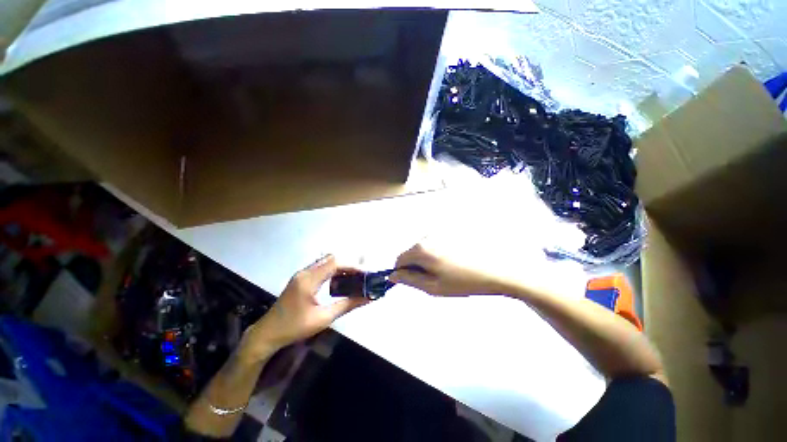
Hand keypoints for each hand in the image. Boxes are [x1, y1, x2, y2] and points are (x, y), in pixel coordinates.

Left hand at [240, 255, 368, 358]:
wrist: (267, 334)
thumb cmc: (294, 328)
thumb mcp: (323, 318)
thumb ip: (347, 305)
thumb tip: (367, 299)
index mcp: (308, 280)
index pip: (335, 263)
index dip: (352, 266)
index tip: (366, 274)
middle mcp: (305, 272)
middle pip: (332, 259)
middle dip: (349, 264)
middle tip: (362, 276)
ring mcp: (302, 274)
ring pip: (326, 262)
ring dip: (342, 267)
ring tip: (355, 278)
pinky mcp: (301, 278)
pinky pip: (321, 268)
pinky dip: (334, 270)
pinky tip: (340, 281)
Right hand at [389, 244, 501, 295]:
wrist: (495, 271)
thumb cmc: (463, 282)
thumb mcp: (433, 286)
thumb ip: (409, 280)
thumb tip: (393, 276)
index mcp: (421, 248)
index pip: (399, 259)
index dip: (403, 273)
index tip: (415, 282)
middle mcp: (427, 236)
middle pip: (411, 253)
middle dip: (417, 267)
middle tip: (435, 280)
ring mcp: (439, 233)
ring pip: (423, 250)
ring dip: (428, 262)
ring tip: (446, 272)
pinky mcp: (449, 233)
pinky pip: (434, 245)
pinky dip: (437, 255)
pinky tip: (452, 263)